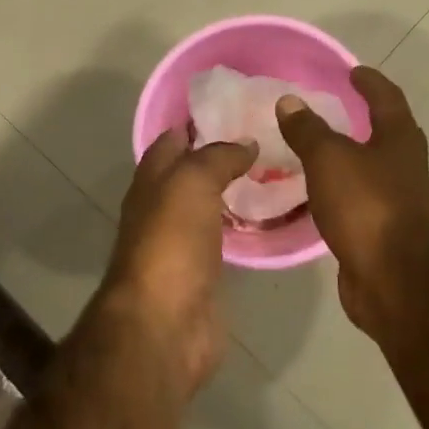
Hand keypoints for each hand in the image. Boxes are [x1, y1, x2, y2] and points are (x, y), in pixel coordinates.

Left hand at [99, 130, 256, 396]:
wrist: (165, 323)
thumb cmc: (171, 243)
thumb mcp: (191, 182)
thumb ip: (216, 157)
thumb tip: (245, 143)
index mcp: (152, 180)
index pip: (172, 139)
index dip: (198, 120)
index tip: (238, 105)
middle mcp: (163, 207)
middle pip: (192, 172)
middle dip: (222, 154)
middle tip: (268, 137)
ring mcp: (182, 242)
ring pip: (210, 204)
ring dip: (234, 189)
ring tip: (277, 170)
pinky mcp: (204, 272)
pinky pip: (225, 237)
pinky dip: (242, 224)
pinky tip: (269, 216)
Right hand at [275, 67, 428, 338]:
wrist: (391, 279)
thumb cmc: (364, 206)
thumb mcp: (328, 159)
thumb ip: (308, 129)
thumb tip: (289, 100)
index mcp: (400, 140)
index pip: (387, 98)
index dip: (369, 82)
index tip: (351, 71)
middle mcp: (406, 165)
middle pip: (387, 131)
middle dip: (363, 117)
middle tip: (333, 107)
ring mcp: (400, 199)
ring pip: (374, 166)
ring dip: (352, 154)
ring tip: (319, 148)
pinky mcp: (386, 229)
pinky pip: (362, 196)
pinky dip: (343, 186)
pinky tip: (321, 191)